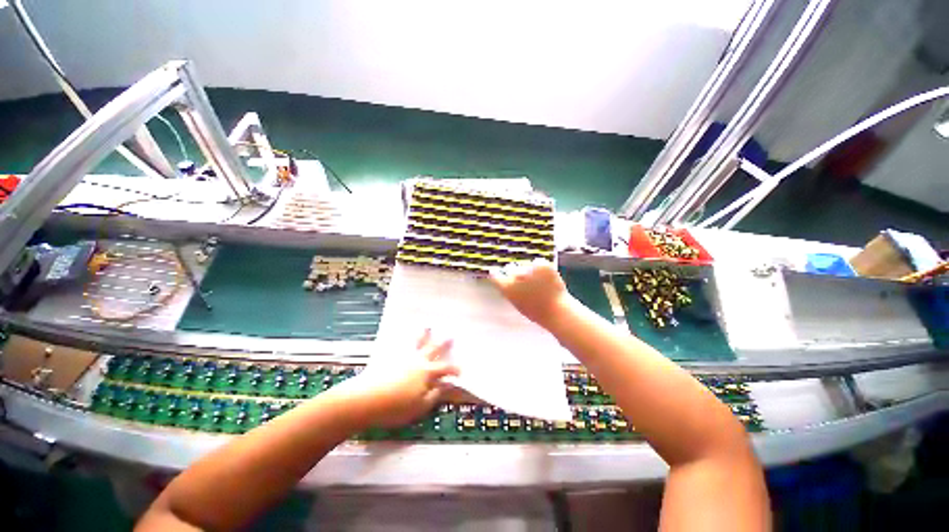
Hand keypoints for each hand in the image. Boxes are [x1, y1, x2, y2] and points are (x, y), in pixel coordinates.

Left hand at [342, 329, 458, 427]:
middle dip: (444, 343)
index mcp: (427, 372)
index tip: (460, 371)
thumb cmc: (396, 407)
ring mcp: (403, 357)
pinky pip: (401, 345)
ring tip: (428, 327)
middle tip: (451, 335)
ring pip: (417, 343)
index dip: (454, 369)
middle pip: (434, 349)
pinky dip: (405, 339)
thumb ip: (435, 395)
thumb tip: (447, 385)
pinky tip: (404, 336)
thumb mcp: (420, 406)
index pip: (445, 368)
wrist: (365, 399)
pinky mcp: (390, 357)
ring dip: (424, 335)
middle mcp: (417, 361)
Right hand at [489, 259, 571, 326]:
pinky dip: (542, 268)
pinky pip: (539, 262)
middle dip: (515, 271)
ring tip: (541, 283)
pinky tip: (547, 279)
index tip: (499, 272)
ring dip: (530, 270)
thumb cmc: (537, 312)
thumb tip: (507, 282)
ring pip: (526, 265)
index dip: (497, 273)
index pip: (495, 275)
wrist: (557, 311)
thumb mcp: (517, 304)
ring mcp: (529, 269)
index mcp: (507, 287)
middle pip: (511, 268)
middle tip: (526, 280)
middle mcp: (515, 276)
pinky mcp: (541, 265)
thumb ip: (510, 291)